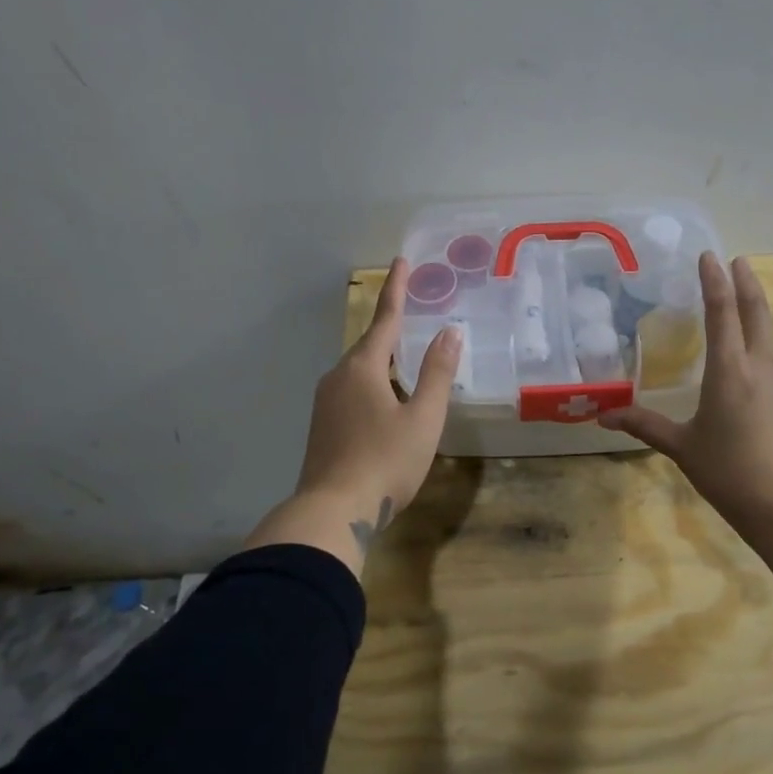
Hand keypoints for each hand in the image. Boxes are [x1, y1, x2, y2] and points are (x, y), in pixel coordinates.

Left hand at [294, 257, 461, 546]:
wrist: (332, 512)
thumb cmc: (385, 461)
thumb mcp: (423, 418)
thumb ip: (437, 373)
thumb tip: (449, 333)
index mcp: (363, 368)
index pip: (385, 319)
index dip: (397, 290)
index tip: (402, 261)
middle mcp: (339, 377)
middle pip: (370, 345)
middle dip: (392, 329)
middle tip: (413, 315)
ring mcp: (325, 402)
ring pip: (360, 370)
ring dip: (383, 361)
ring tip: (407, 362)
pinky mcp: (322, 426)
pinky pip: (351, 390)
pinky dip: (373, 384)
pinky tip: (387, 402)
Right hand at [600, 253, 772, 540]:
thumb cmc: (730, 472)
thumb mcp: (682, 448)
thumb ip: (645, 426)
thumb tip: (603, 416)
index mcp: (730, 370)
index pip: (722, 311)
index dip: (715, 280)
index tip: (710, 256)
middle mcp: (761, 366)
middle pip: (756, 312)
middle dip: (746, 282)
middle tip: (737, 260)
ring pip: (770, 336)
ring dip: (757, 314)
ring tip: (743, 307)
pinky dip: (763, 349)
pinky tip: (754, 366)